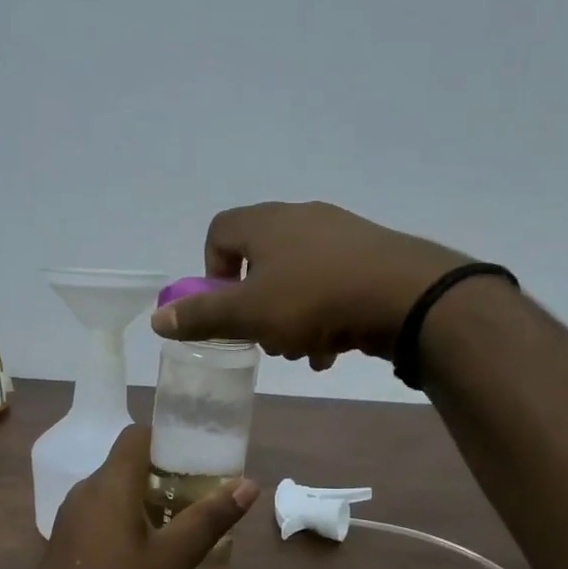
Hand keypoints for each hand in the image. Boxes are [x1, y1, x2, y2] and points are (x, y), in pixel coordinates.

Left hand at [25, 425, 257, 568]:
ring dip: (143, 495)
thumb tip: (250, 485)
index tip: (196, 456)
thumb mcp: (172, 558)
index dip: (167, 438)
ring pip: (112, 488)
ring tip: (176, 519)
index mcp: (110, 483)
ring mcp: (70, 514)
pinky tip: (142, 545)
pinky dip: (123, 514)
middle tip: (196, 491)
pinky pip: (99, 510)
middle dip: (162, 471)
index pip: (137, 435)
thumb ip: (210, 519)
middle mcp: (85, 488)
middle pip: (126, 462)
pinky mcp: (65, 537)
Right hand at [151, 201, 467, 368]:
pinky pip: (332, 284)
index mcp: (266, 223)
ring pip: (297, 278)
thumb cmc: (316, 300)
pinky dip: (324, 316)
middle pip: (260, 260)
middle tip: (264, 335)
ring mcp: (341, 234)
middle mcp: (302, 218)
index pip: (219, 231)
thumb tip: (158, 320)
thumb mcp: (249, 314)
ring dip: (290, 317)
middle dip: (256, 305)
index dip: (212, 270)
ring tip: (302, 350)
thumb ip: (202, 316)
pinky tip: (332, 349)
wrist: (409, 296)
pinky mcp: (373, 255)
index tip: (225, 305)